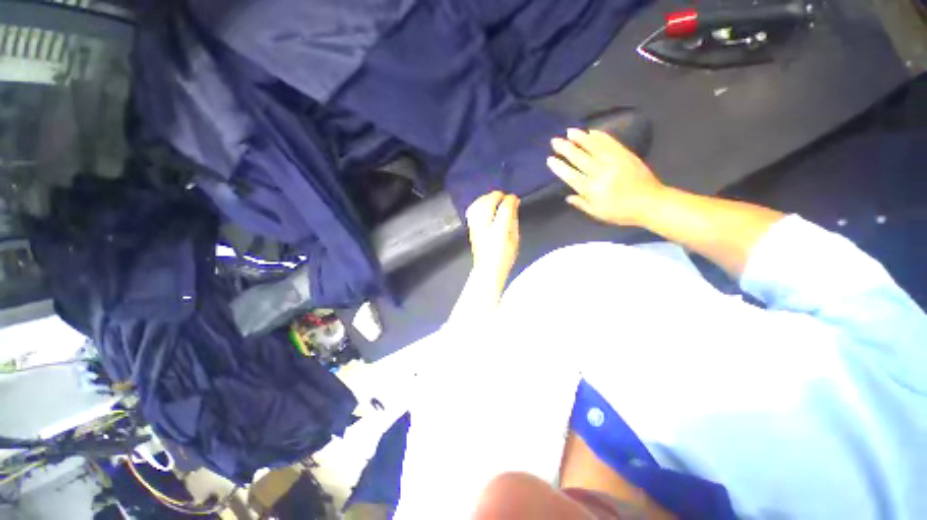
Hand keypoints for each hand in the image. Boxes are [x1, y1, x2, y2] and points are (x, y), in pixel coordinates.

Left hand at [465, 191, 520, 291]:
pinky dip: (478, 204)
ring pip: (478, 204)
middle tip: (505, 197)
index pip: (505, 208)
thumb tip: (514, 204)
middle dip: (497, 196)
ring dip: (487, 198)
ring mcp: (475, 227)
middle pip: (488, 202)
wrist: (487, 269)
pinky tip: (484, 204)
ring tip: (495, 199)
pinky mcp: (470, 228)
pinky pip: (472, 210)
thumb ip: (514, 219)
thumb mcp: (514, 238)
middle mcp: (485, 227)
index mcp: (499, 231)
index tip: (514, 199)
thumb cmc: (504, 256)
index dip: (510, 200)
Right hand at [547, 128, 665, 226]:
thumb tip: (568, 197)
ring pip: (594, 147)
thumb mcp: (598, 213)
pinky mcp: (625, 155)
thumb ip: (582, 204)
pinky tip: (591, 131)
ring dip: (580, 138)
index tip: (550, 159)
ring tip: (569, 131)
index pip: (572, 176)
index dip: (560, 168)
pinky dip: (600, 136)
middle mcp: (601, 174)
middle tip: (555, 140)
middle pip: (580, 159)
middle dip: (566, 149)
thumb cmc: (622, 212)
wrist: (651, 203)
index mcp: (592, 190)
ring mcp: (614, 162)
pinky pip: (610, 143)